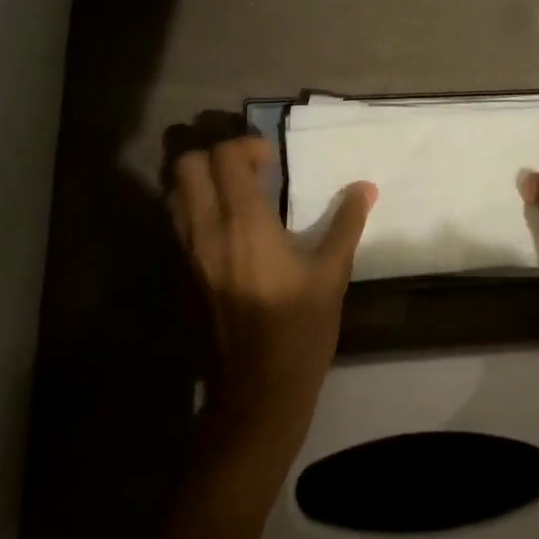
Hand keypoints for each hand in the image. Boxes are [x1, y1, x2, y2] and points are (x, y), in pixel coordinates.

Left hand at [170, 137, 375, 440]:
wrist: (256, 393)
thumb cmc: (299, 329)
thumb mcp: (332, 275)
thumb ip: (346, 224)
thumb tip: (366, 188)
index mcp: (244, 224)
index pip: (223, 157)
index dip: (245, 146)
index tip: (272, 161)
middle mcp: (206, 231)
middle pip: (185, 165)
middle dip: (214, 155)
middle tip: (248, 170)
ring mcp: (186, 255)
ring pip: (173, 194)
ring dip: (199, 181)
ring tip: (235, 194)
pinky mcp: (180, 276)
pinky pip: (176, 225)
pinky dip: (194, 210)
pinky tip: (227, 230)